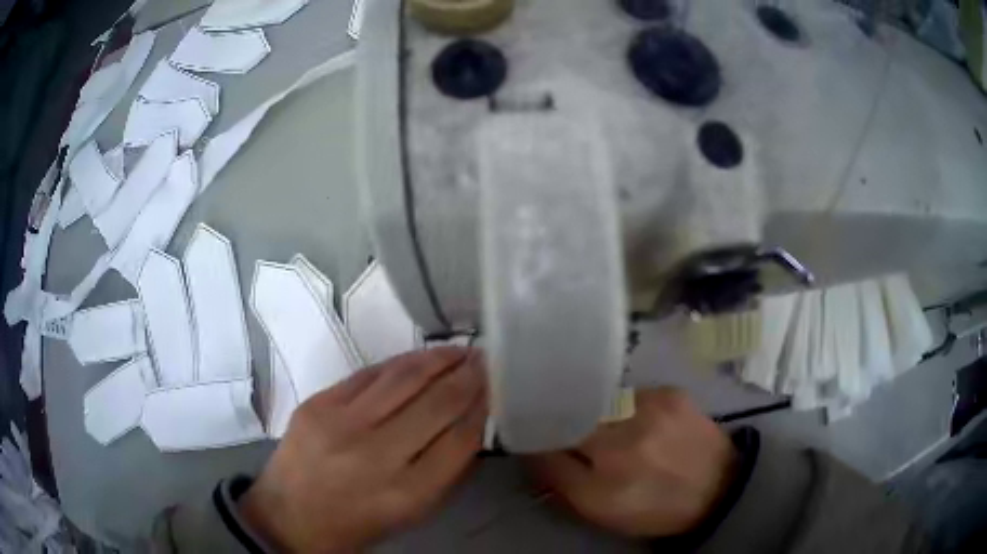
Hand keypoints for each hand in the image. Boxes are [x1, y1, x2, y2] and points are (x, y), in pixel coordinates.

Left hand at [240, 347, 486, 551]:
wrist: (290, 516)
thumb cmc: (359, 522)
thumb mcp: (413, 512)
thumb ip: (447, 471)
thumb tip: (472, 422)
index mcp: (407, 492)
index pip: (460, 438)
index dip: (483, 406)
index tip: (496, 386)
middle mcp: (377, 454)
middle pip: (436, 402)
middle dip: (467, 376)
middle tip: (485, 359)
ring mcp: (342, 423)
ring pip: (403, 378)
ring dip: (437, 359)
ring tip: (458, 350)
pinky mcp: (318, 403)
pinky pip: (369, 373)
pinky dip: (400, 363)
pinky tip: (419, 358)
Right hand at [526, 388, 736, 537]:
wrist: (720, 487)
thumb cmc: (654, 508)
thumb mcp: (600, 512)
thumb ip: (560, 480)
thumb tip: (533, 448)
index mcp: (601, 483)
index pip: (547, 448)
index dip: (537, 439)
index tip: (534, 437)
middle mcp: (623, 442)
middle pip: (571, 416)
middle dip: (564, 420)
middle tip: (571, 432)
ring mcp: (650, 410)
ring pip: (599, 402)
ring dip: (596, 413)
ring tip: (610, 429)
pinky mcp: (671, 393)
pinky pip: (630, 394)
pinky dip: (625, 408)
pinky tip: (640, 422)